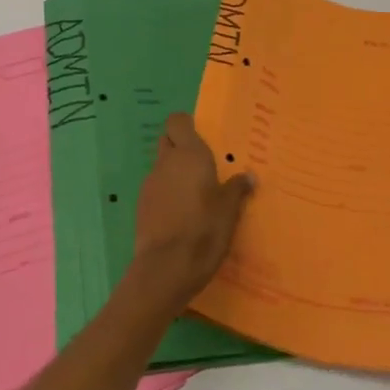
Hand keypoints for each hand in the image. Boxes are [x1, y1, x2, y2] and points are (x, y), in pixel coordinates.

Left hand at [127, 112, 254, 310]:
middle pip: (168, 141)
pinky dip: (167, 194)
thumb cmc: (204, 230)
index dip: (187, 126)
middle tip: (203, 166)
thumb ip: (237, 189)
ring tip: (196, 195)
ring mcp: (150, 184)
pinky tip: (182, 215)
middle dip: (181, 147)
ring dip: (175, 173)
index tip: (204, 139)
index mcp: (189, 155)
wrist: (166, 267)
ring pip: (162, 166)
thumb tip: (248, 176)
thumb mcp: (230, 210)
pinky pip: (157, 189)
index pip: (177, 121)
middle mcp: (165, 163)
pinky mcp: (141, 205)